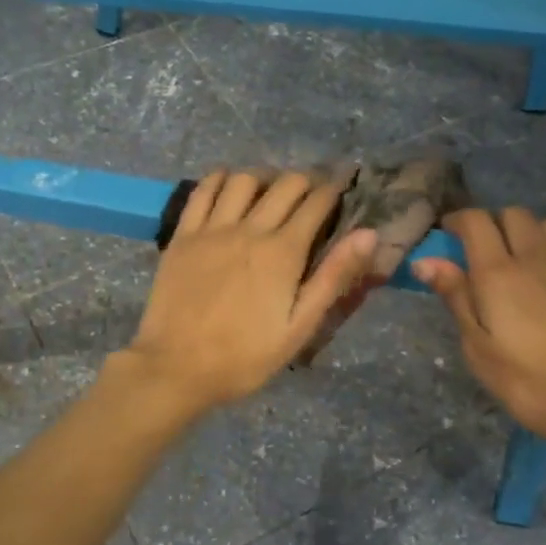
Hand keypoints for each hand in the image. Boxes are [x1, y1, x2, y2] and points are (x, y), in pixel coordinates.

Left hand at [119, 168, 377, 415]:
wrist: (176, 368)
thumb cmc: (244, 357)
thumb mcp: (299, 328)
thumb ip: (333, 278)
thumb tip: (368, 234)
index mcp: (283, 253)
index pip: (316, 202)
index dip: (334, 190)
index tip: (342, 188)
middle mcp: (250, 229)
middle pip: (285, 184)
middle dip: (306, 181)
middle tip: (312, 193)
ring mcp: (212, 229)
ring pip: (244, 179)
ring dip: (265, 177)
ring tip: (271, 190)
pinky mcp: (183, 235)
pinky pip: (203, 190)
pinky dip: (221, 179)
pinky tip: (229, 186)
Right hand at [411, 208, 545, 459]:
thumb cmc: (525, 382)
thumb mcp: (476, 346)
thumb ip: (455, 297)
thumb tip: (425, 260)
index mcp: (498, 274)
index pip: (477, 223)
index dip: (458, 219)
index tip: (446, 233)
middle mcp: (535, 261)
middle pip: (516, 215)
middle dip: (495, 221)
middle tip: (482, 247)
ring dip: (536, 228)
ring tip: (524, 250)